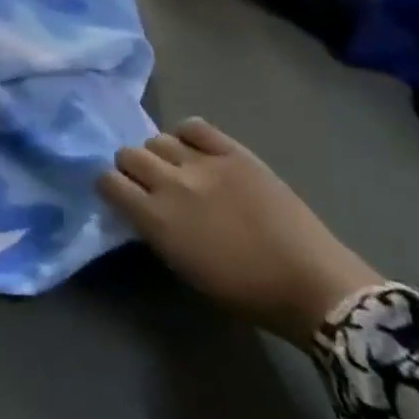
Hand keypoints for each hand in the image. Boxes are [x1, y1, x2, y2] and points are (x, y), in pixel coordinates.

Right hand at [97, 119, 383, 347]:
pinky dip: (188, 135)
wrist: (311, 284)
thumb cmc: (245, 291)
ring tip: (177, 168)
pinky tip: (196, 150)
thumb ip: (155, 230)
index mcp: (156, 219)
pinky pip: (195, 126)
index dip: (110, 186)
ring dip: (159, 153)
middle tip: (149, 182)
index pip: (108, 182)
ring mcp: (204, 163)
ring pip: (157, 139)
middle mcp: (172, 183)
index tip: (120, 195)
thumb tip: (142, 207)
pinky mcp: (234, 152)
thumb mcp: (184, 266)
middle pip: (128, 154)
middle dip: (131, 167)